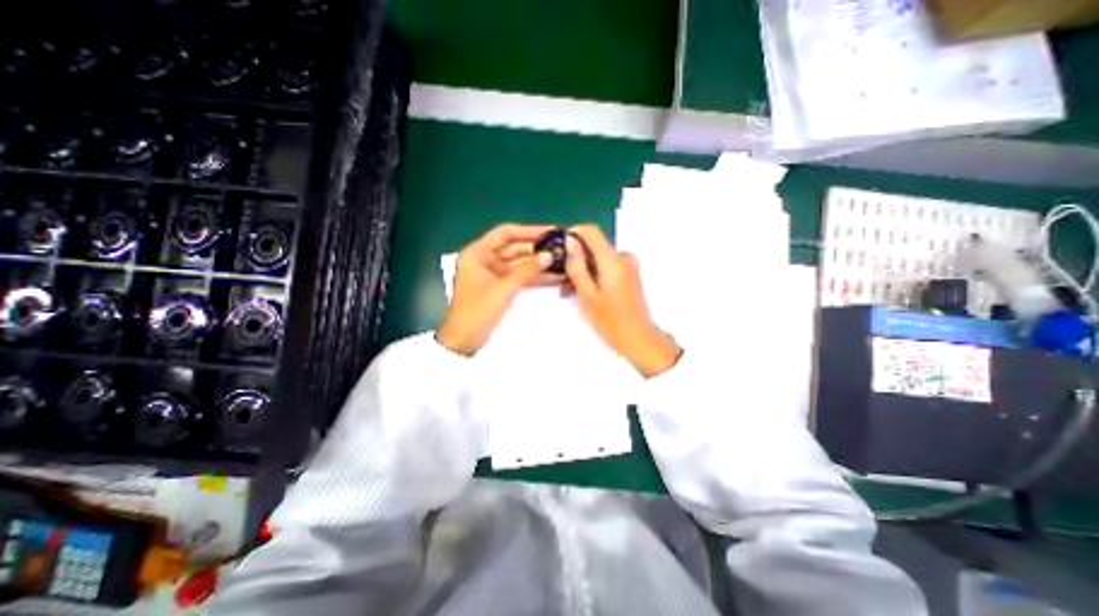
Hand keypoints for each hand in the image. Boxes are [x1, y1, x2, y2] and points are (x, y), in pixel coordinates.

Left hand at [438, 223, 558, 355]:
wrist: (464, 341)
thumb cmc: (477, 312)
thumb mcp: (503, 289)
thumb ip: (527, 271)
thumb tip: (549, 255)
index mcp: (477, 253)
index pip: (506, 233)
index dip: (529, 231)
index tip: (550, 232)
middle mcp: (484, 259)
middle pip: (514, 248)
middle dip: (537, 249)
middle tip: (561, 248)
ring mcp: (492, 274)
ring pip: (519, 263)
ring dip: (538, 264)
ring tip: (561, 261)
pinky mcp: (499, 287)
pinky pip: (518, 277)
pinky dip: (533, 276)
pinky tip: (552, 276)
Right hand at [566, 224, 679, 375]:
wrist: (639, 339)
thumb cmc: (611, 321)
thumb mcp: (586, 295)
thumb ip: (577, 266)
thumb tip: (569, 241)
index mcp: (613, 260)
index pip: (591, 231)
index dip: (572, 234)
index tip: (559, 249)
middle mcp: (623, 257)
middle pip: (594, 246)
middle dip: (575, 259)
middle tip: (561, 280)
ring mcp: (628, 266)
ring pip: (598, 258)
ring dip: (583, 269)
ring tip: (570, 292)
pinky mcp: (629, 275)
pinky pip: (607, 266)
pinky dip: (594, 274)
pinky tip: (584, 291)